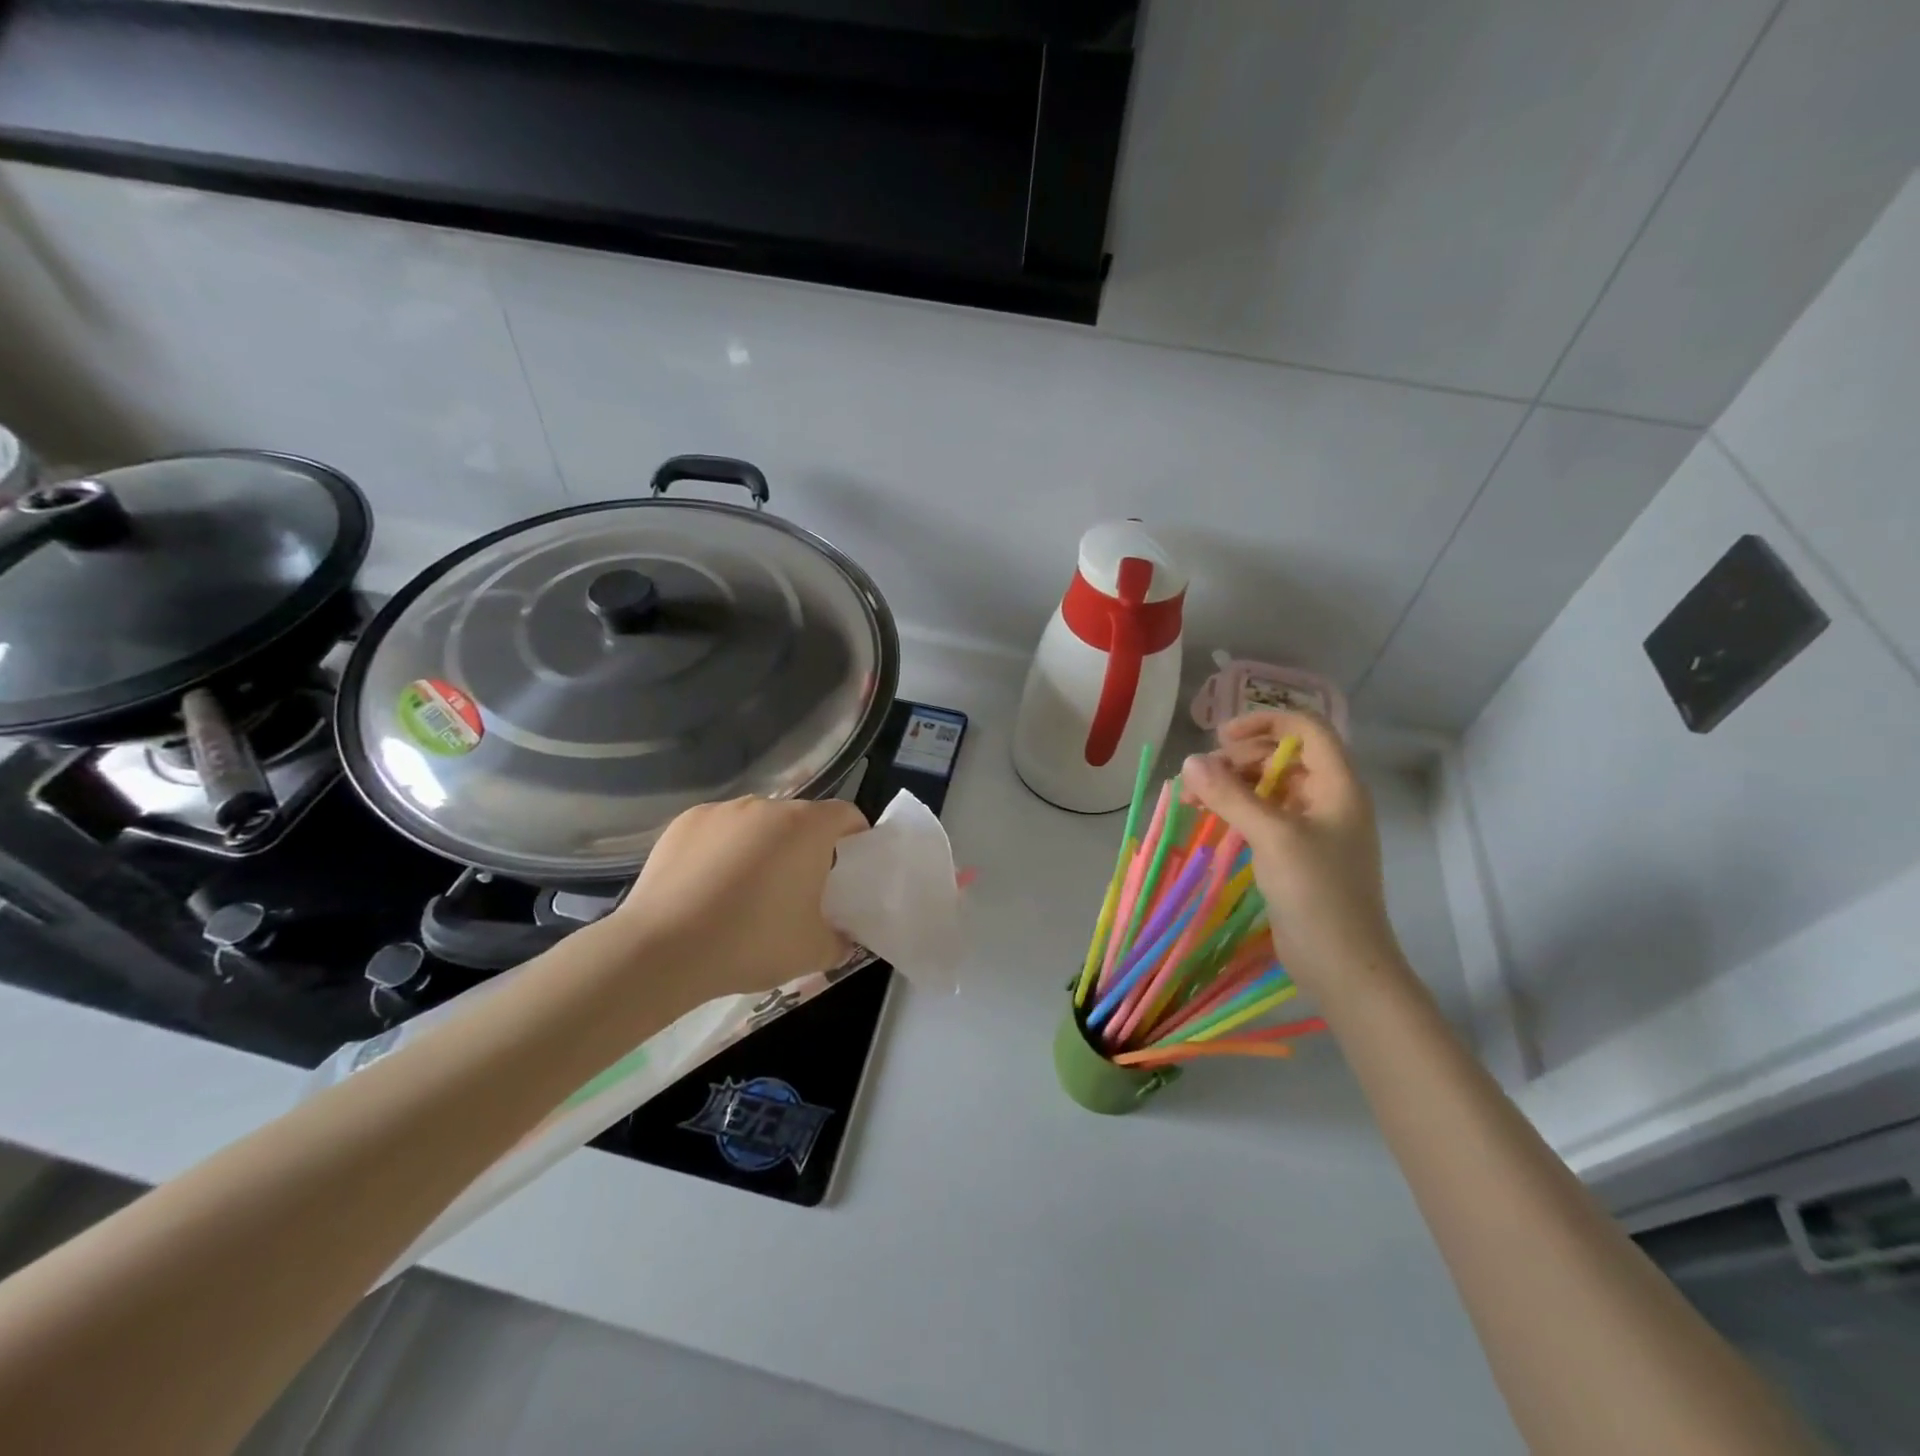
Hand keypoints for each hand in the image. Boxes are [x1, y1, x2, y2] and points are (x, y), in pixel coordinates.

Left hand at [610, 796, 870, 997]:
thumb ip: (841, 940)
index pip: (846, 815)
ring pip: (757, 824)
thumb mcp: (813, 952)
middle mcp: (767, 806)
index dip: (855, 838)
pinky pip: (718, 831)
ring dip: (762, 847)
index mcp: (807, 827)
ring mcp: (722, 811)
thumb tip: (844, 936)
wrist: (662, 950)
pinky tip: (708, 888)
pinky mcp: (684, 822)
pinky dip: (723, 850)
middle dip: (805, 847)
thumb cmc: (752, 942)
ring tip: (746, 891)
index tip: (849, 868)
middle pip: (799, 819)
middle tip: (798, 890)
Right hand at [1181, 711, 1403, 998]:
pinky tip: (1212, 821)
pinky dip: (1238, 811)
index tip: (1220, 737)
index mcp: (1338, 785)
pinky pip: (1265, 815)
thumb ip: (1230, 795)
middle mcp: (1330, 799)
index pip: (1307, 728)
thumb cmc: (1316, 892)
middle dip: (1238, 759)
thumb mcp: (1272, 836)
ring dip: (1232, 785)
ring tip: (1194, 800)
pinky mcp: (1298, 853)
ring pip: (1270, 786)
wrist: (1342, 964)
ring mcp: (1315, 827)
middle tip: (1199, 777)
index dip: (1265, 722)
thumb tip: (1189, 761)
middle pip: (1283, 756)